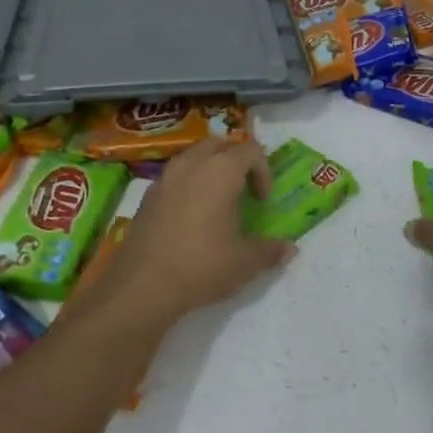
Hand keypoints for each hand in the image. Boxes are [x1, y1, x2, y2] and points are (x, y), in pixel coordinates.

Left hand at [92, 140, 294, 327]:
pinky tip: (190, 217)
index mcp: (221, 171)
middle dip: (234, 161)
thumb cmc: (202, 266)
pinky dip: (187, 185)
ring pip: (192, 157)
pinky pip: (174, 176)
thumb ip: (270, 251)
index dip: (263, 171)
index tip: (262, 201)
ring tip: (216, 201)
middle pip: (218, 145)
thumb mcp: (245, 263)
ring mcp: (165, 178)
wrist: (142, 286)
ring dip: (208, 170)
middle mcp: (191, 165)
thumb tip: (290, 249)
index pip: (250, 151)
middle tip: (242, 190)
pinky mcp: (146, 196)